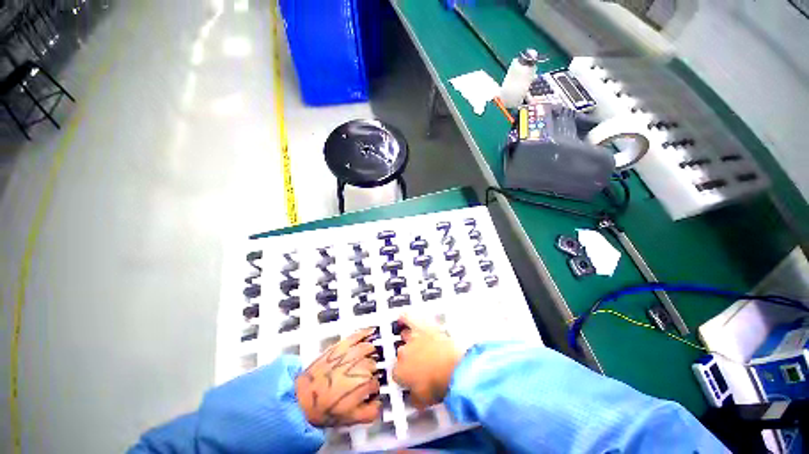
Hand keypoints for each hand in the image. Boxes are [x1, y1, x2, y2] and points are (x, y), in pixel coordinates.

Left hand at [296, 328, 380, 426]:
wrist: (302, 397)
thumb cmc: (323, 408)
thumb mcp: (350, 419)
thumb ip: (371, 412)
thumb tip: (379, 405)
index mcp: (365, 383)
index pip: (377, 383)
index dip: (373, 390)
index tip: (368, 393)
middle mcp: (361, 365)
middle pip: (374, 365)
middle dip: (371, 372)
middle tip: (362, 379)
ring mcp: (352, 352)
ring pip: (370, 349)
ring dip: (371, 354)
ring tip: (367, 359)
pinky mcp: (342, 345)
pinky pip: (358, 335)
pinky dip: (366, 333)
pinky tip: (370, 332)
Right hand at [392, 314, 462, 409]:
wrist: (453, 368)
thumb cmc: (439, 385)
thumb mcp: (424, 401)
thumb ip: (414, 398)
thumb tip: (413, 397)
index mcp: (400, 372)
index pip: (396, 374)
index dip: (405, 377)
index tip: (412, 380)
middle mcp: (402, 353)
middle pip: (401, 354)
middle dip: (408, 358)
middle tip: (419, 364)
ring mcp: (413, 339)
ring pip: (404, 336)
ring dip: (408, 339)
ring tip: (411, 340)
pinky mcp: (423, 328)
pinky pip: (409, 319)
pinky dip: (405, 317)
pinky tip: (403, 316)